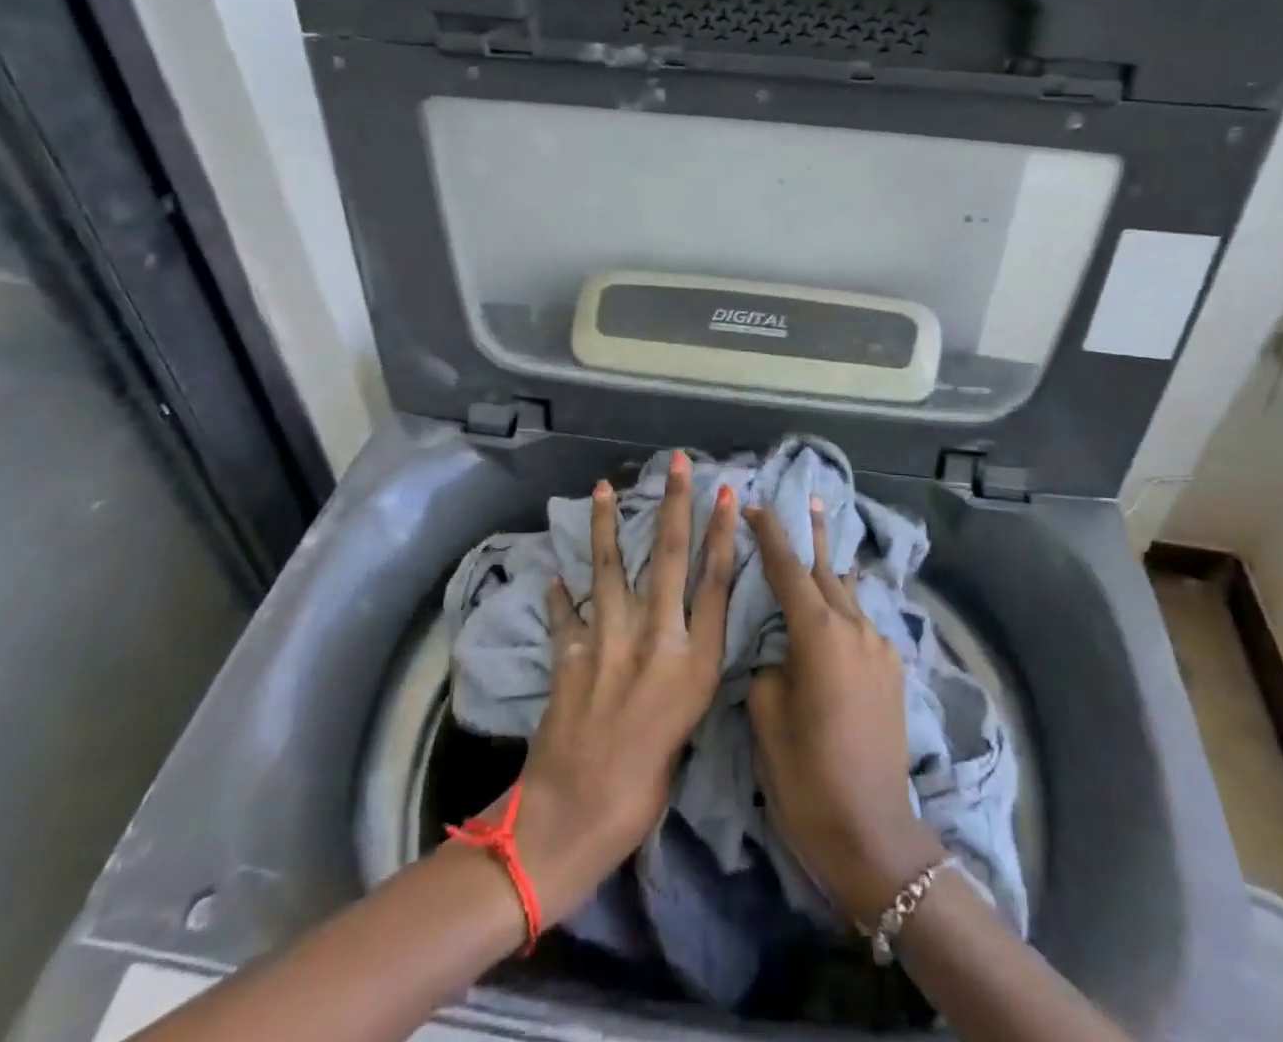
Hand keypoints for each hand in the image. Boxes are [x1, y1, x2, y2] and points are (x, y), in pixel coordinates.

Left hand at [497, 451, 736, 921]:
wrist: (573, 820)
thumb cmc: (645, 790)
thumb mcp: (688, 727)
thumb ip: (686, 674)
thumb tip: (680, 639)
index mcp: (695, 663)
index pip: (716, 582)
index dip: (723, 533)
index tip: (727, 494)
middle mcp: (656, 639)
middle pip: (669, 557)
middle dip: (675, 504)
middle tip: (679, 463)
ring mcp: (608, 640)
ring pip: (611, 566)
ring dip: (607, 523)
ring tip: (605, 486)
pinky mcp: (569, 652)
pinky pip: (566, 612)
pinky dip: (560, 593)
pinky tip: (555, 574)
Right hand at [745, 500, 946, 927]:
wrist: (874, 833)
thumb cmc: (807, 776)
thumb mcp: (767, 717)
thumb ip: (770, 667)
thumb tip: (782, 655)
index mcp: (818, 634)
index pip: (788, 568)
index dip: (770, 533)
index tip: (755, 504)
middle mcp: (855, 628)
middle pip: (827, 569)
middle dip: (813, 534)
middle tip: (808, 498)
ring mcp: (880, 648)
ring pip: (850, 594)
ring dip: (834, 566)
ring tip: (827, 539)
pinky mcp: (893, 671)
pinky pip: (864, 622)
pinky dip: (848, 604)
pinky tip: (842, 608)